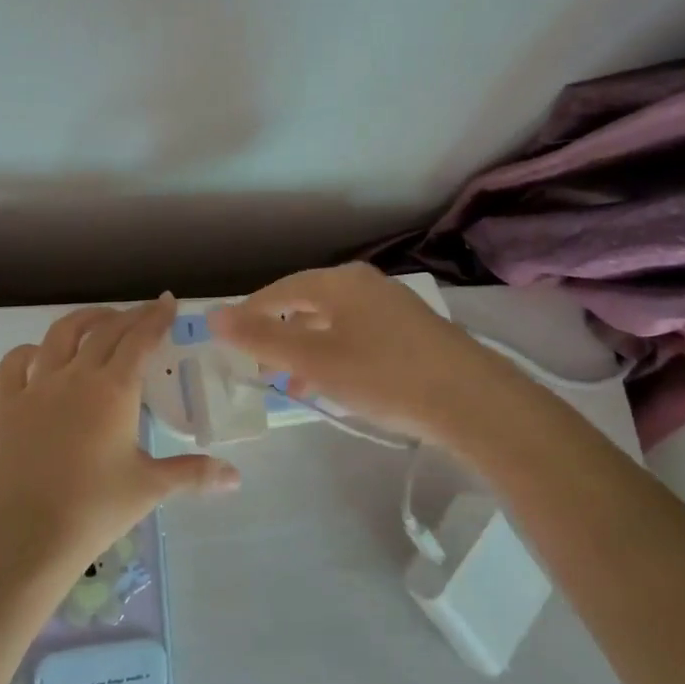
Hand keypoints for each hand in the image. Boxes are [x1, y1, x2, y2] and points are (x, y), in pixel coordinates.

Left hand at [0, 296, 241, 572]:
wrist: (27, 537)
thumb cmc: (95, 509)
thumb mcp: (149, 488)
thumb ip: (193, 474)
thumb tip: (235, 477)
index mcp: (114, 390)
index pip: (140, 338)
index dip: (156, 317)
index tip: (168, 302)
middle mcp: (77, 376)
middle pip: (106, 331)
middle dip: (129, 316)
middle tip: (144, 314)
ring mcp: (37, 386)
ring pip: (61, 334)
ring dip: (85, 320)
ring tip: (99, 321)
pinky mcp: (7, 404)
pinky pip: (16, 362)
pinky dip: (31, 350)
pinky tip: (41, 355)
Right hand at [208, 263, 522, 449]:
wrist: (472, 401)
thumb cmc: (384, 375)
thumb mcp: (314, 360)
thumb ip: (261, 338)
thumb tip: (213, 315)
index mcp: (340, 282)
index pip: (280, 290)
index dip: (250, 313)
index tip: (229, 339)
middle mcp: (365, 285)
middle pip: (308, 304)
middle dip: (279, 335)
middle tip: (259, 366)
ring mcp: (393, 306)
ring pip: (334, 323)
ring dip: (307, 350)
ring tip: (291, 384)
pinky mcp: (412, 332)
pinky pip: (358, 336)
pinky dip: (336, 356)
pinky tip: (333, 385)